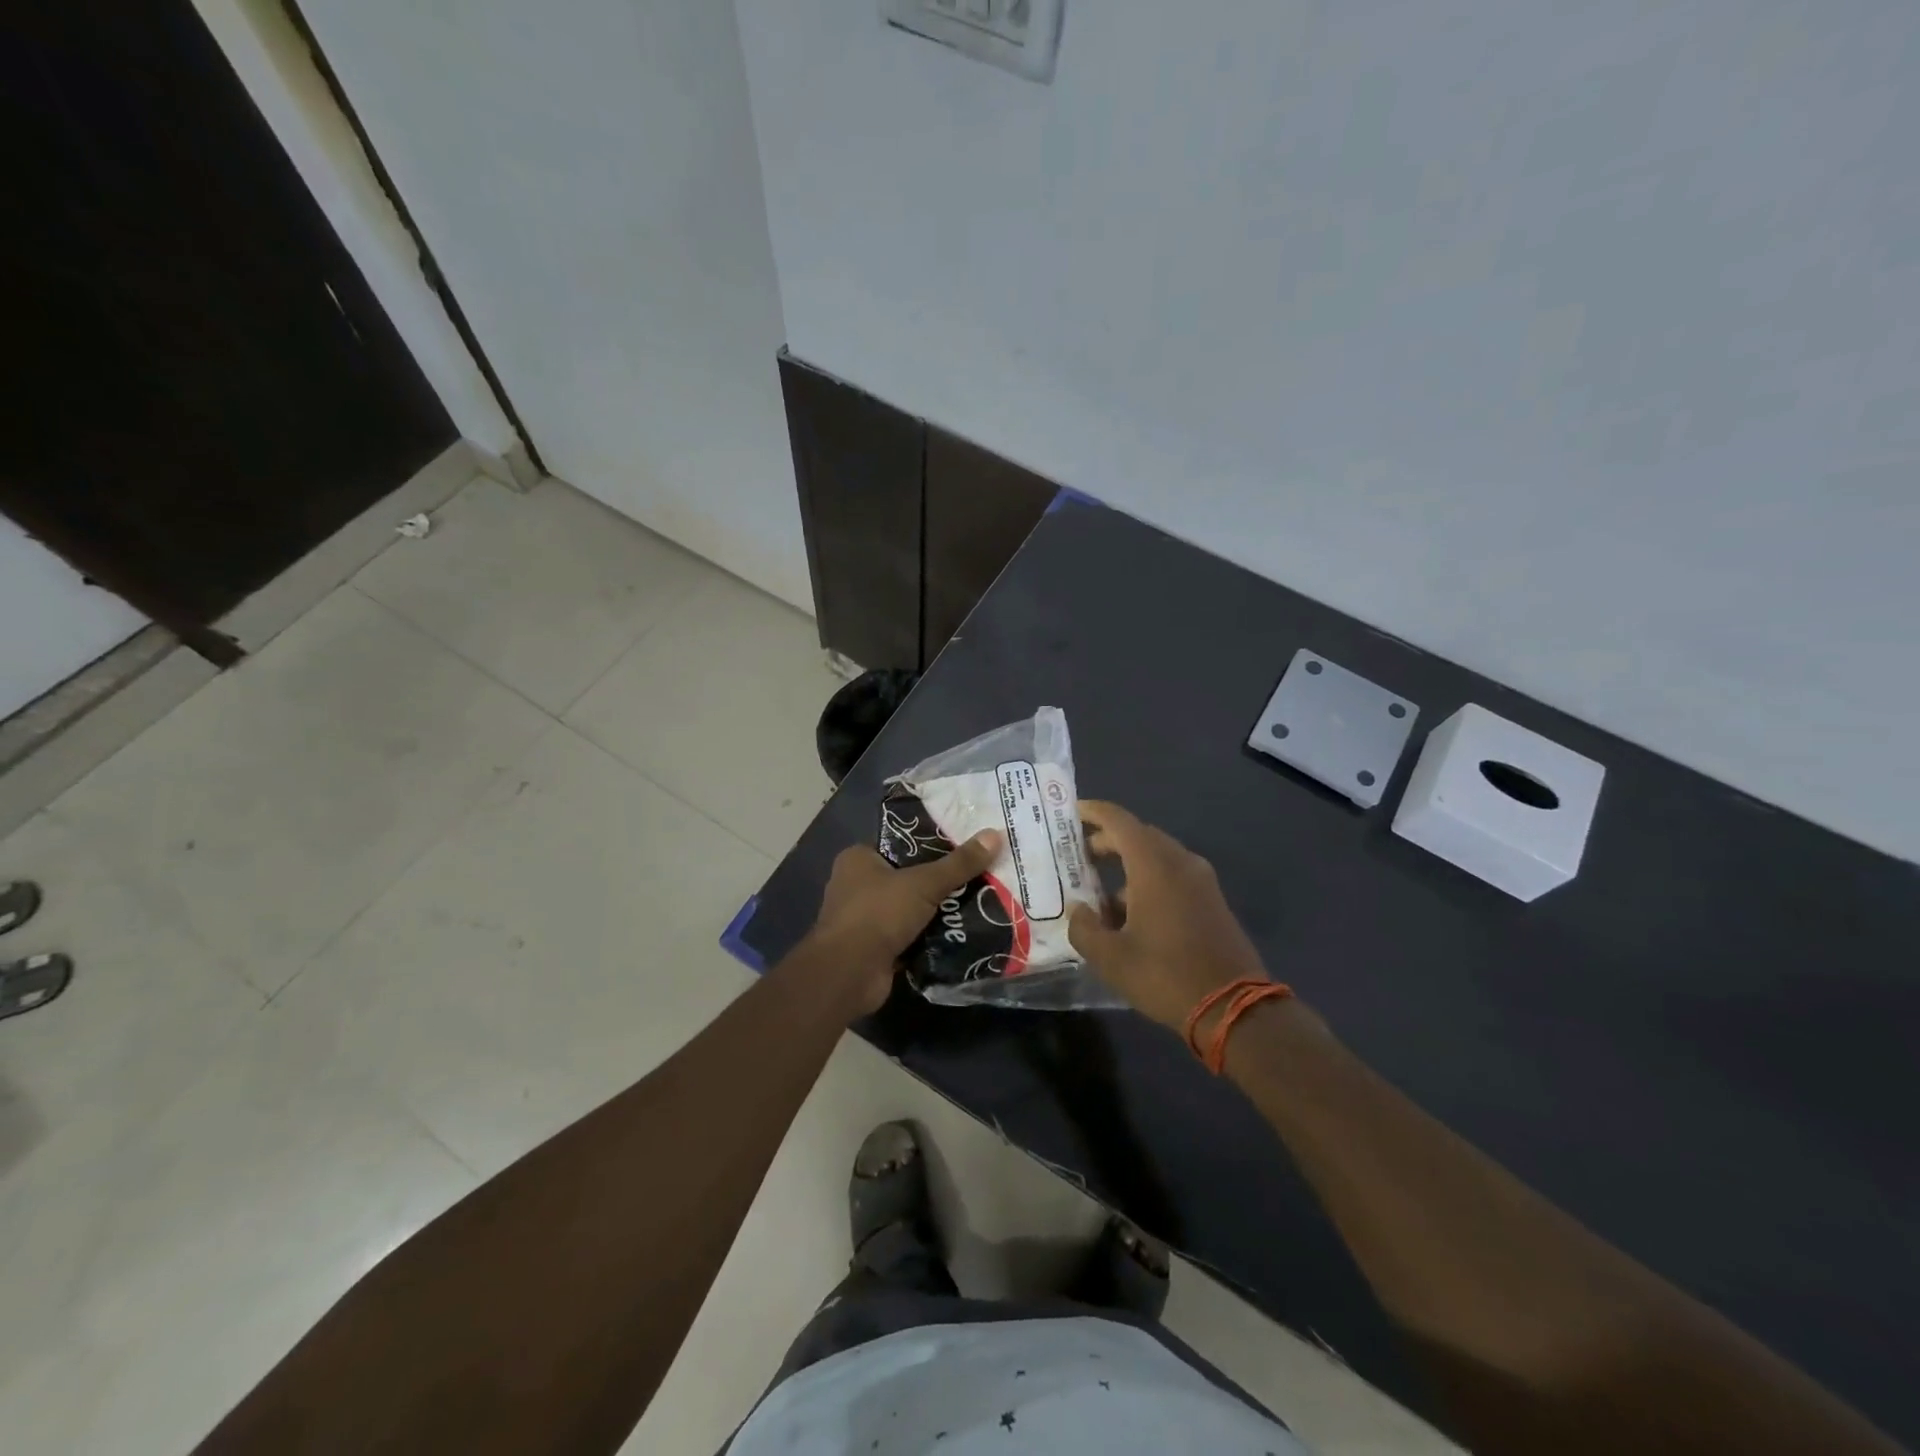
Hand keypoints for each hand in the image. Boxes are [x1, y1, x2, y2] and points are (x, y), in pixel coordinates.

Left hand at [805, 831, 1002, 1016]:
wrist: (849, 974)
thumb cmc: (878, 914)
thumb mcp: (924, 883)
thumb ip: (959, 863)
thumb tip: (995, 834)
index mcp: (858, 859)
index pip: (900, 844)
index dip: (931, 844)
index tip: (964, 846)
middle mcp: (856, 885)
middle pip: (907, 877)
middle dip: (938, 881)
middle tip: (977, 875)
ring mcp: (863, 919)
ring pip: (909, 908)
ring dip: (936, 912)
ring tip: (977, 903)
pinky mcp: (874, 948)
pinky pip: (909, 936)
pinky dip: (929, 937)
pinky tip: (960, 934)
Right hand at [1068, 801, 1270, 1032]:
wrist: (1235, 1008)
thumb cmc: (1165, 975)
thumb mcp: (1110, 958)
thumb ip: (1084, 928)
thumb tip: (1079, 911)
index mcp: (1154, 866)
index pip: (1119, 821)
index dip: (1094, 812)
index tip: (1072, 813)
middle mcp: (1180, 863)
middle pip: (1140, 835)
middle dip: (1108, 841)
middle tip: (1079, 856)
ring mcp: (1201, 881)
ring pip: (1158, 857)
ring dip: (1128, 866)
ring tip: (1099, 896)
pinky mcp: (1212, 901)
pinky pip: (1174, 876)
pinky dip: (1148, 882)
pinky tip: (1131, 916)